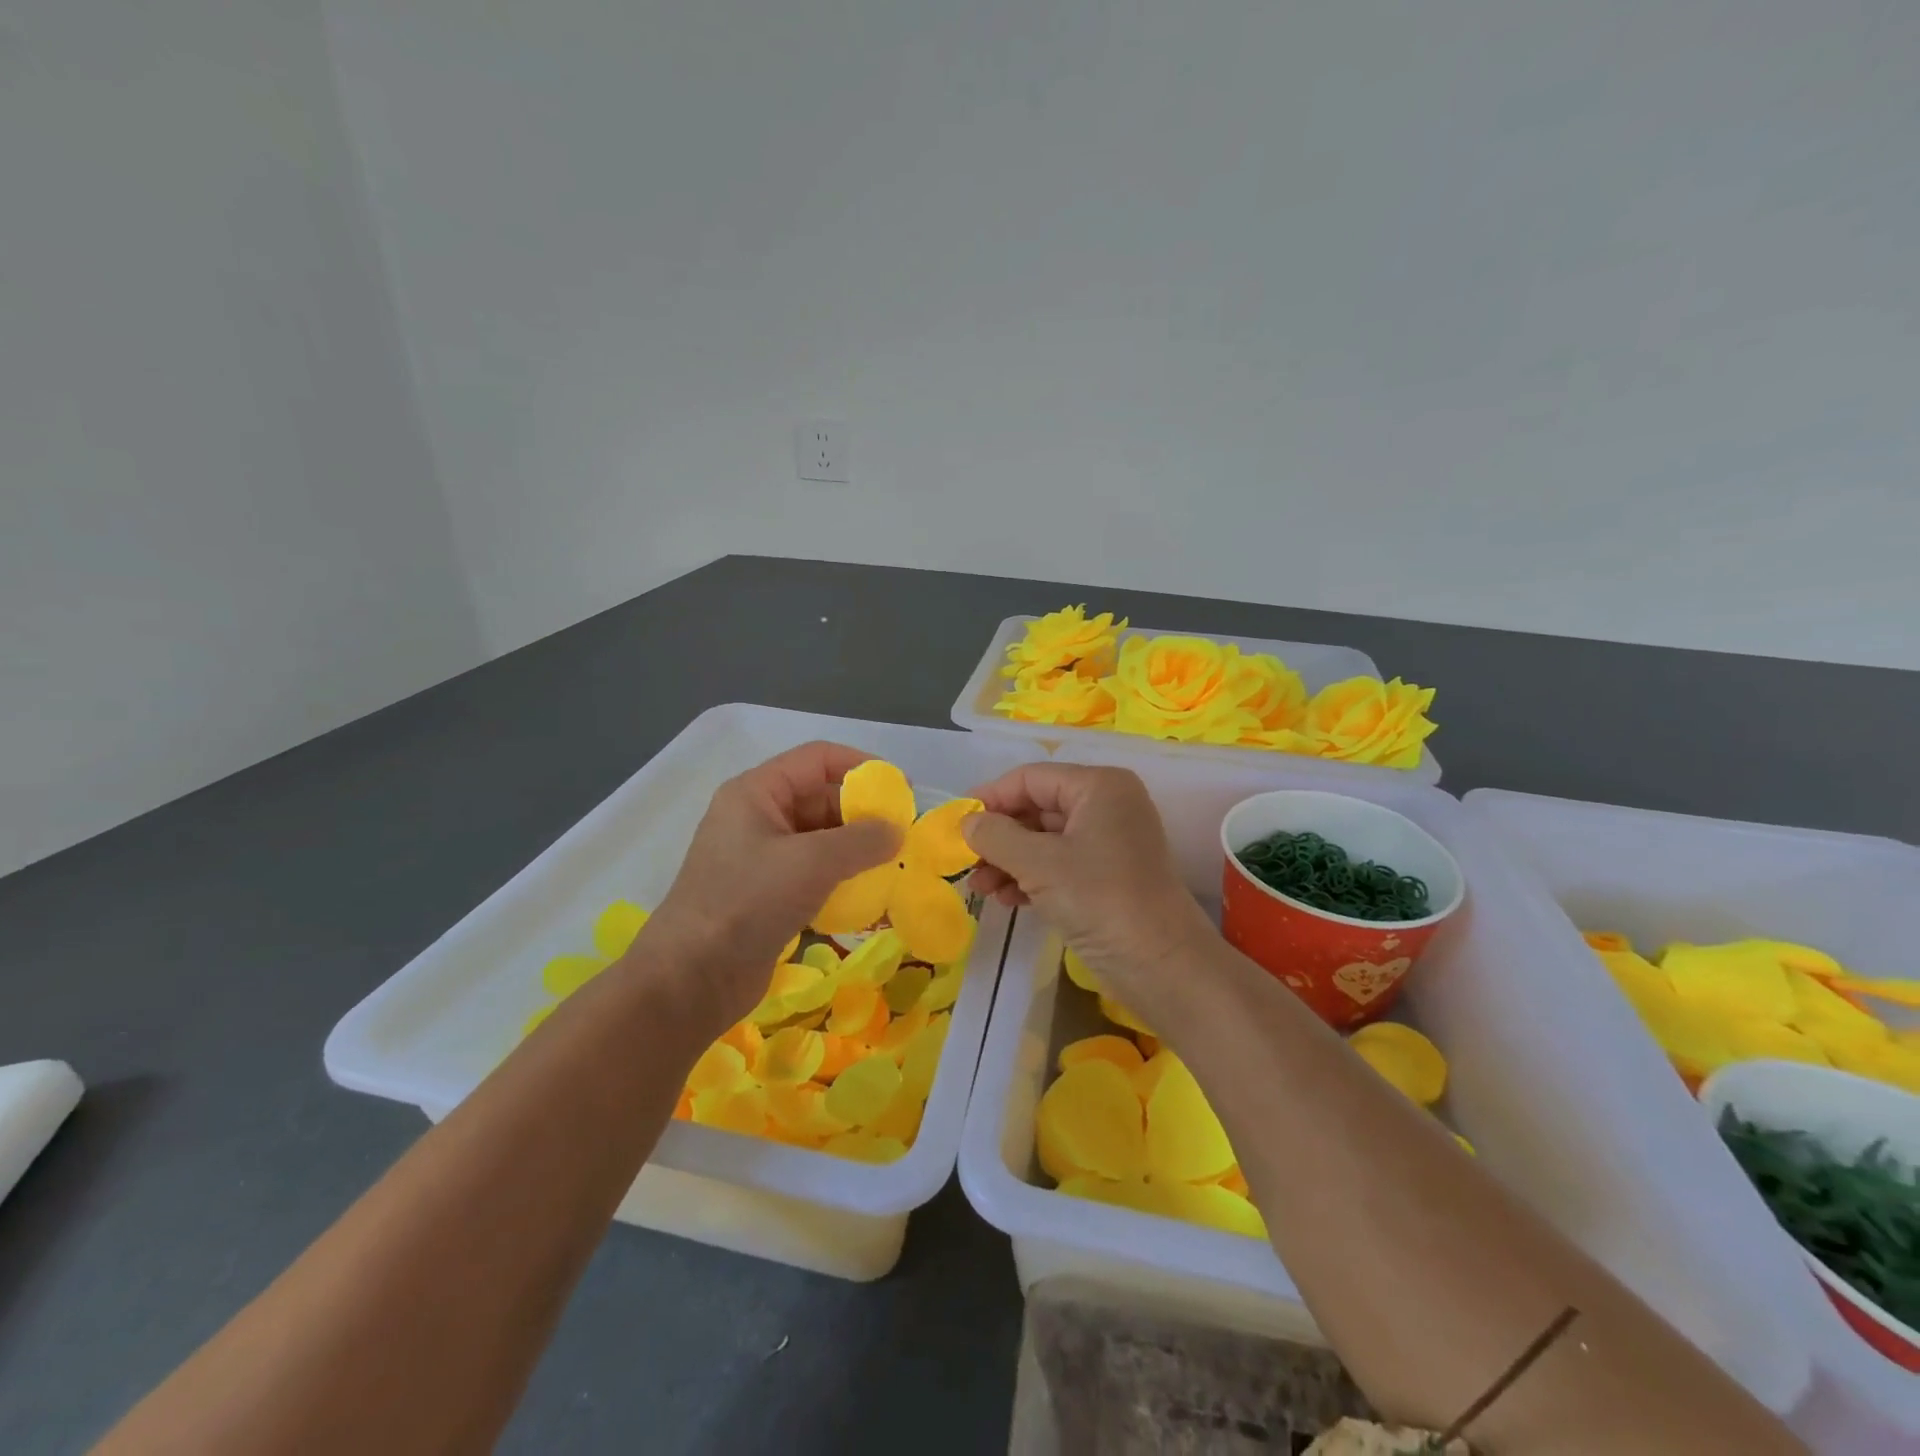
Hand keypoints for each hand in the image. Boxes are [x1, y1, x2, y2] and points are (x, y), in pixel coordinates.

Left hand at [638, 742, 900, 1031]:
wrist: (690, 979)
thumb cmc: (747, 902)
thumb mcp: (811, 862)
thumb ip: (861, 840)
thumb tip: (897, 832)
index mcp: (757, 792)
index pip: (818, 759)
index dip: (861, 767)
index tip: (900, 791)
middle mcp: (758, 817)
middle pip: (821, 798)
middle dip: (863, 814)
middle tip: (903, 836)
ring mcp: (760, 857)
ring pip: (820, 838)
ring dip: (856, 849)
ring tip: (893, 865)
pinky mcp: (766, 894)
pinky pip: (813, 872)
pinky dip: (841, 878)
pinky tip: (868, 895)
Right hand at [963, 763, 1214, 1017]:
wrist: (1162, 965)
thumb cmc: (1100, 900)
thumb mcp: (1039, 864)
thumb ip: (996, 836)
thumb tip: (967, 821)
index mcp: (1098, 786)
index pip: (1031, 778)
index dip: (990, 797)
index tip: (955, 823)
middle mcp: (1107, 805)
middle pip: (1037, 808)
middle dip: (999, 836)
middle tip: (966, 861)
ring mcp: (1110, 841)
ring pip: (1045, 839)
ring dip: (1009, 861)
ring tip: (981, 889)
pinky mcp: (1109, 875)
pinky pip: (1059, 863)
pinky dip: (1031, 877)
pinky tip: (1007, 899)